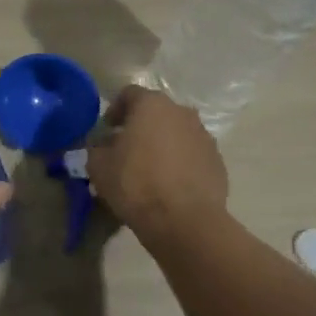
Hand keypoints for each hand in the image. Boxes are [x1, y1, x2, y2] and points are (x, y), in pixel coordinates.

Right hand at [89, 86, 228, 239]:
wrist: (185, 221)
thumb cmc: (136, 185)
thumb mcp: (99, 166)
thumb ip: (97, 148)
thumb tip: (104, 145)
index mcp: (152, 105)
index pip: (129, 94)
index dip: (115, 109)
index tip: (107, 130)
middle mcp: (182, 112)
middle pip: (157, 112)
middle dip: (141, 127)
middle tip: (126, 149)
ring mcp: (204, 136)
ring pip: (177, 133)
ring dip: (163, 144)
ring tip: (150, 170)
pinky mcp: (218, 161)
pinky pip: (193, 155)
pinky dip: (181, 163)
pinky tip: (170, 186)